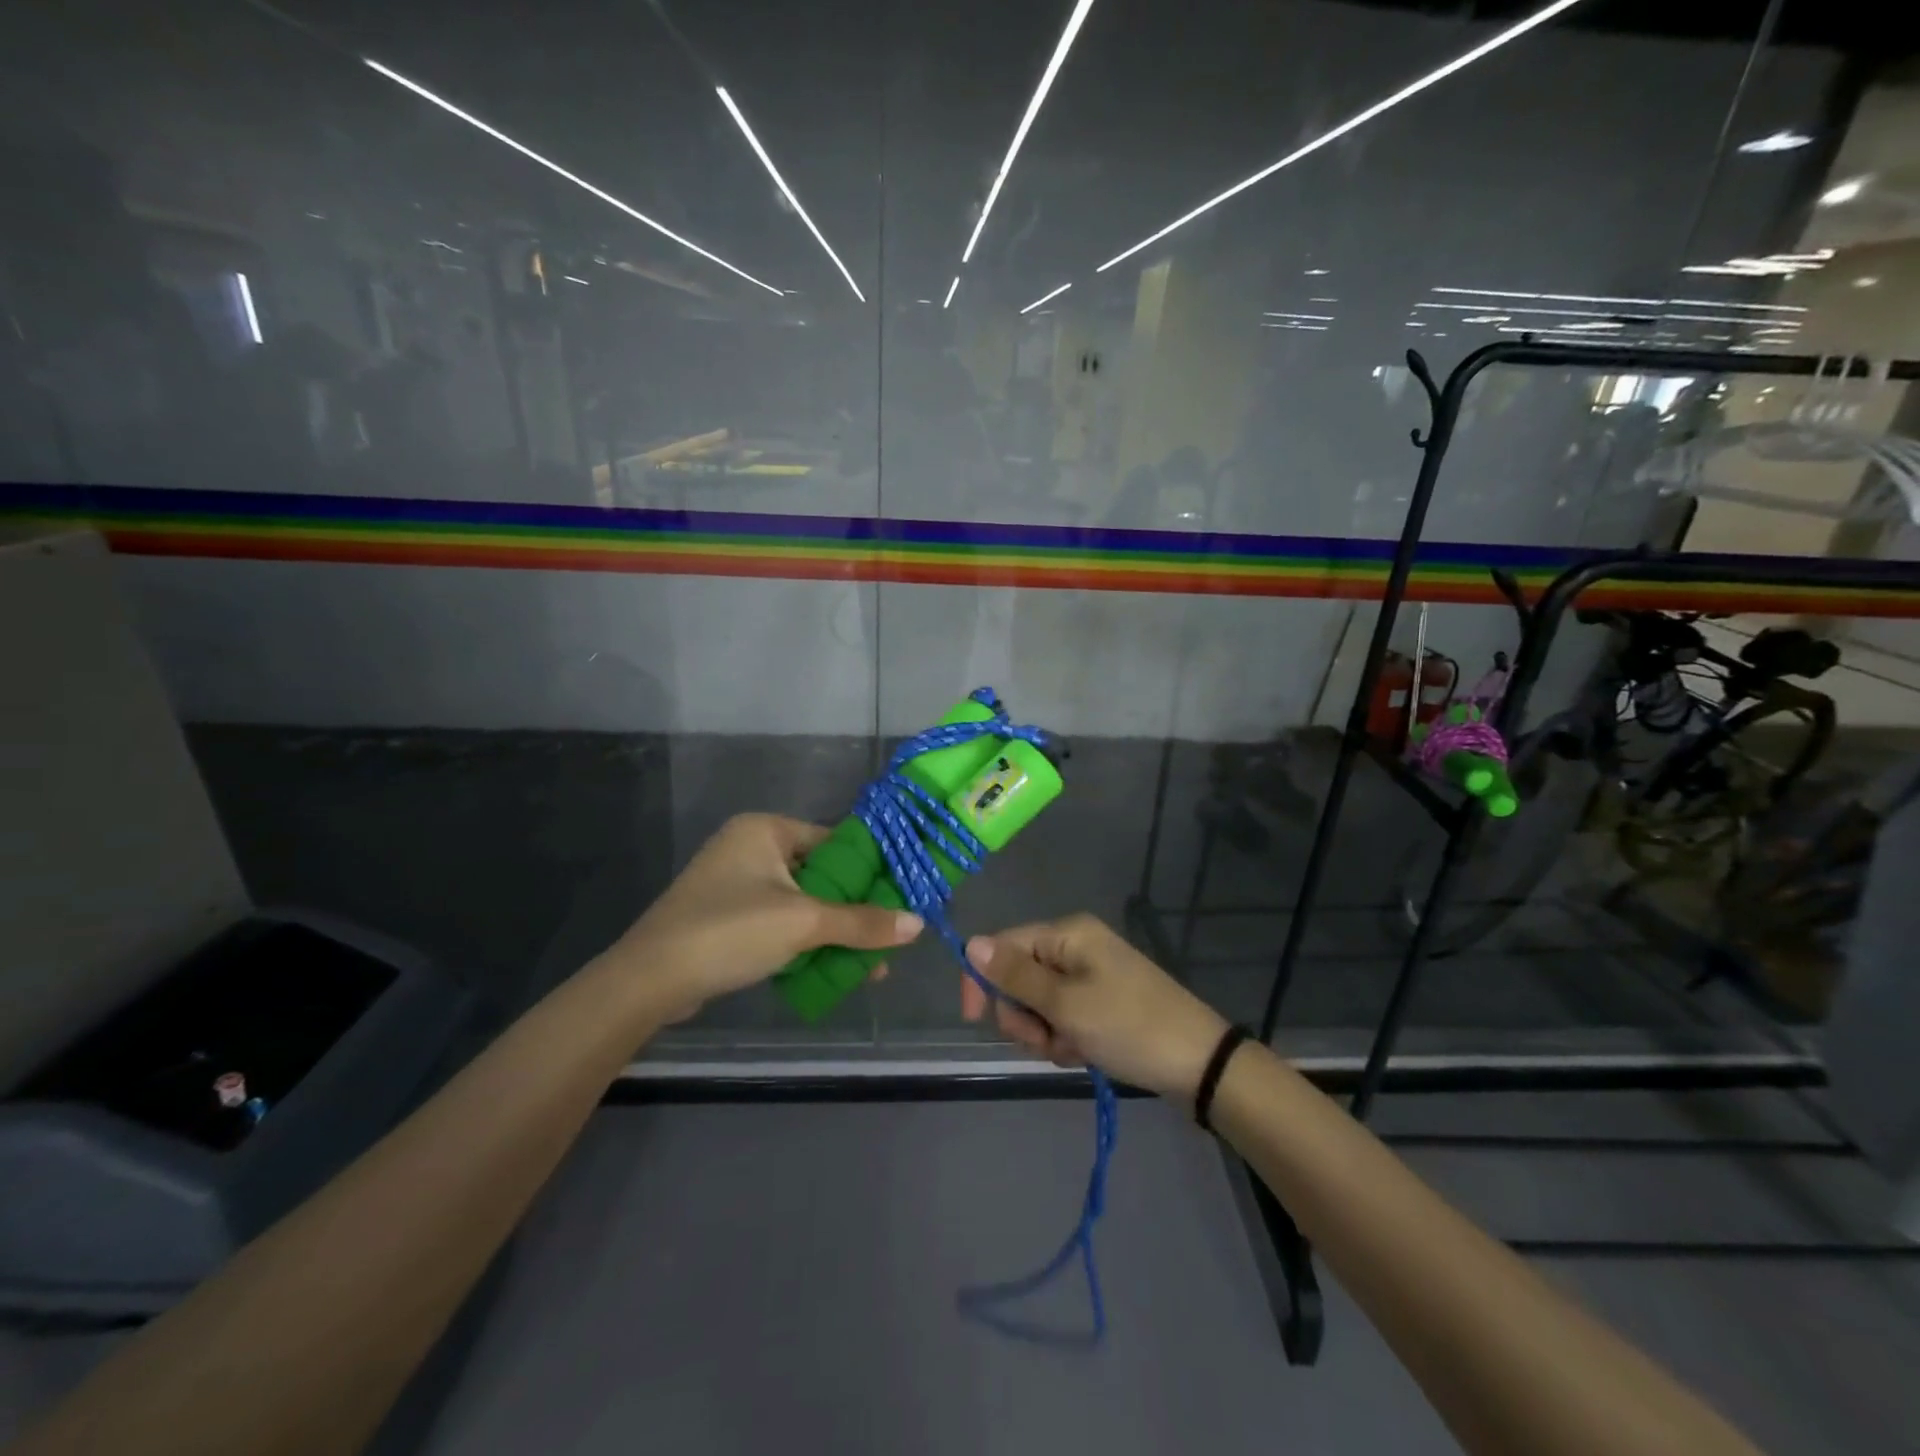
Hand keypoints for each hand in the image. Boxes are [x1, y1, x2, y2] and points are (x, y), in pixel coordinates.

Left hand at [610, 814, 922, 1019]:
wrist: (648, 981)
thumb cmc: (730, 931)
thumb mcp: (803, 923)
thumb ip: (862, 922)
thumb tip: (918, 924)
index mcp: (765, 830)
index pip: (834, 841)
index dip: (870, 870)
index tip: (902, 896)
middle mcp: (750, 848)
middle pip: (821, 875)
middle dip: (855, 910)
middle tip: (890, 937)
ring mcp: (735, 884)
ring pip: (802, 903)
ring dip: (833, 932)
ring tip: (871, 963)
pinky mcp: (726, 918)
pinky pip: (779, 922)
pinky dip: (805, 942)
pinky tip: (833, 969)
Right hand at [962, 914, 1228, 1099]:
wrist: (1198, 1064)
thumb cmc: (1128, 1026)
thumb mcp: (1066, 1004)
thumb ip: (1015, 976)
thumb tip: (970, 943)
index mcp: (1067, 933)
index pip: (1003, 945)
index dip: (983, 979)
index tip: (975, 1020)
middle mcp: (1075, 946)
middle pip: (1018, 977)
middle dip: (1023, 1014)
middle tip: (1046, 1038)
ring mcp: (1089, 976)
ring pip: (1038, 1003)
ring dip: (1044, 1032)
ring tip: (1071, 1049)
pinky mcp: (1101, 1003)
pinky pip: (1062, 1017)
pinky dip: (1065, 1039)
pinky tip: (1084, 1054)